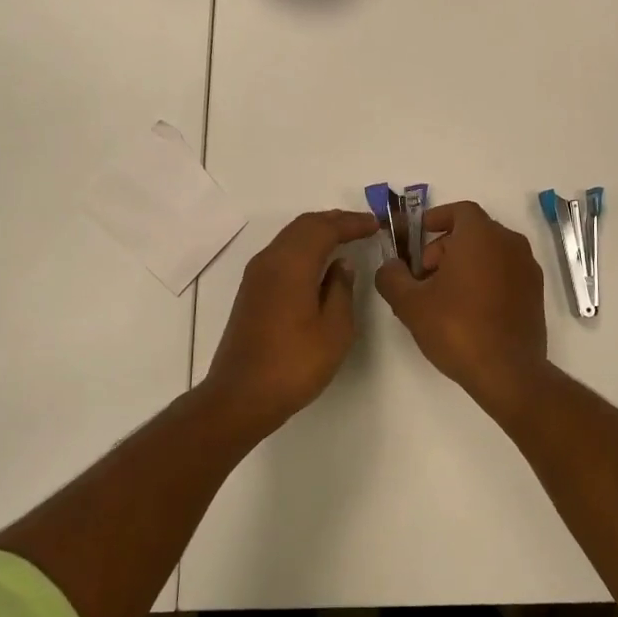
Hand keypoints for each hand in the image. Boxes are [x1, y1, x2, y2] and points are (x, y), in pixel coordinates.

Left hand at [203, 209, 378, 426]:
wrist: (241, 395)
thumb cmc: (294, 364)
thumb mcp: (334, 330)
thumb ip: (341, 290)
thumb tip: (341, 265)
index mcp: (291, 264)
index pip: (324, 228)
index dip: (351, 222)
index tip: (376, 224)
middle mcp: (270, 260)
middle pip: (304, 225)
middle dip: (334, 221)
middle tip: (363, 225)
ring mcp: (256, 274)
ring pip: (290, 237)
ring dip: (317, 232)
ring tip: (345, 237)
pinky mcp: (251, 290)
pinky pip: (282, 253)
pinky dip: (304, 247)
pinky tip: (319, 262)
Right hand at [376, 201, 548, 410]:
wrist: (508, 372)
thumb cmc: (457, 328)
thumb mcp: (410, 303)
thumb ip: (392, 276)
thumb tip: (390, 266)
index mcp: (481, 235)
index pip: (459, 210)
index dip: (436, 218)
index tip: (418, 236)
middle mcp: (510, 243)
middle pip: (473, 232)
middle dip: (444, 247)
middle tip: (423, 277)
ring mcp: (527, 268)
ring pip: (490, 252)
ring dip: (465, 264)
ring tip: (443, 296)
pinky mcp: (535, 293)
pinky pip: (505, 272)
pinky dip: (485, 278)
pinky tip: (468, 310)